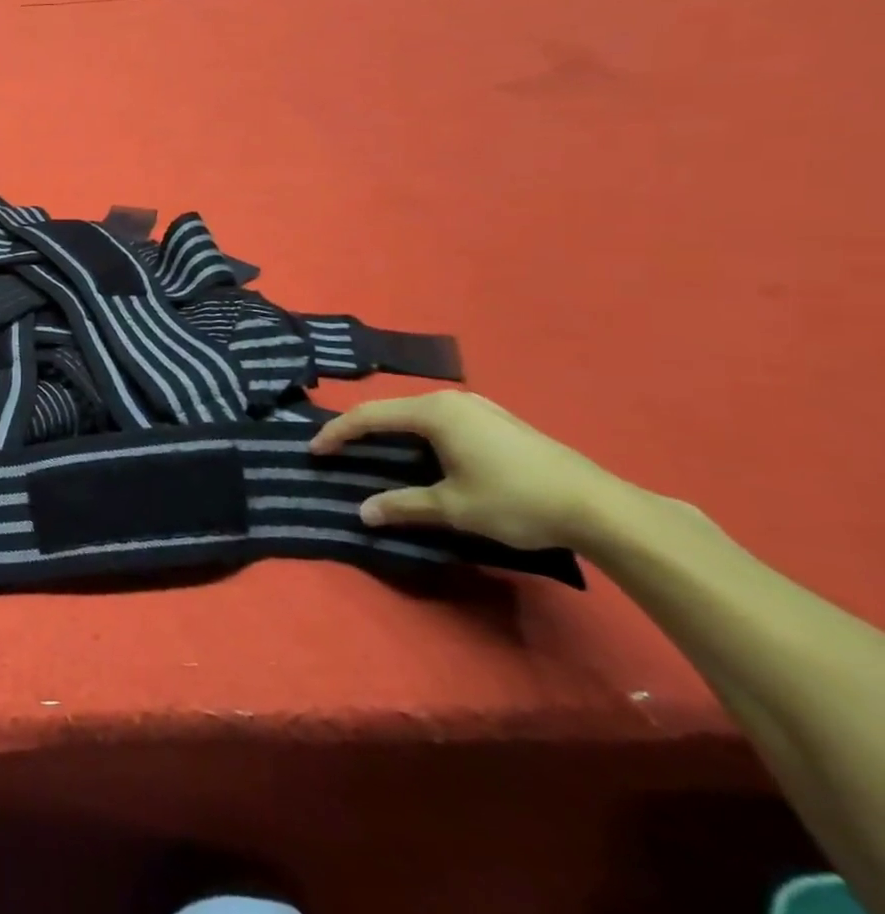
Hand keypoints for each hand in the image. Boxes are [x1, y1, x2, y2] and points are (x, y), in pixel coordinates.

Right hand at [309, 391, 646, 550]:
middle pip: (392, 410)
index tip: (313, 452)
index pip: (369, 416)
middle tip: (339, 451)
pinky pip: (443, 421)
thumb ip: (403, 506)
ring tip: (374, 453)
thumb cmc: (516, 500)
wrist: (601, 508)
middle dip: (361, 430)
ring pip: (418, 415)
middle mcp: (453, 400)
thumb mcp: (453, 508)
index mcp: (435, 412)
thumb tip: (363, 513)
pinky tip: (423, 455)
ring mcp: (480, 408)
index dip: (337, 433)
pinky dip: (419, 435)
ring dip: (392, 432)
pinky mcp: (499, 421)